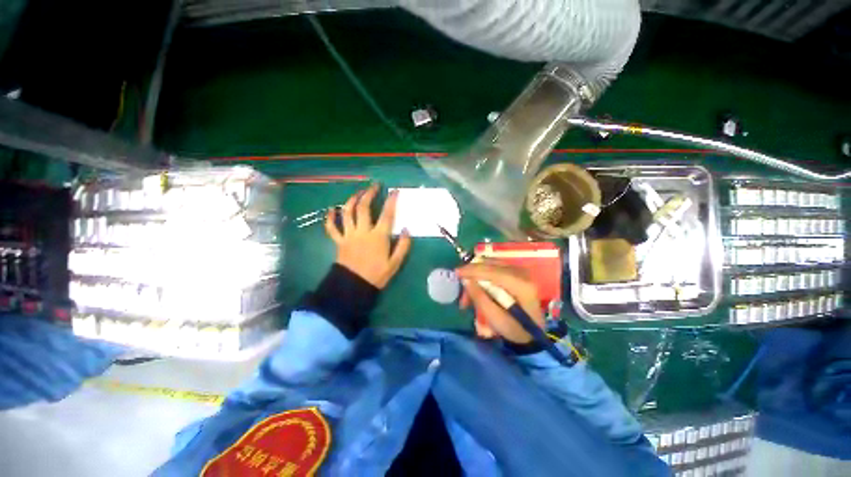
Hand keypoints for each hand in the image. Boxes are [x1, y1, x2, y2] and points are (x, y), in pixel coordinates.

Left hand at [325, 184, 410, 288]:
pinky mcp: (339, 241)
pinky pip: (332, 228)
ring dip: (352, 200)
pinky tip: (331, 210)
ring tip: (357, 193)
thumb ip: (403, 246)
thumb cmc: (377, 275)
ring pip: (347, 213)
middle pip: (364, 207)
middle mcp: (363, 231)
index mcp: (378, 236)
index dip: (391, 201)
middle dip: (369, 194)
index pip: (387, 214)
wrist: (354, 286)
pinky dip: (330, 218)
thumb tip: (406, 230)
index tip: (395, 191)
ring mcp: (349, 235)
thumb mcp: (395, 263)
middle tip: (374, 186)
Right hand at [456, 262, 544, 343]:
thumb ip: (480, 298)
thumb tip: (465, 280)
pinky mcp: (517, 272)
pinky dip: (484, 274)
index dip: (472, 270)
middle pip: (491, 264)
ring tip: (469, 291)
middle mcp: (522, 272)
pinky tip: (479, 285)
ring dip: (477, 274)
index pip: (492, 271)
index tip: (456, 273)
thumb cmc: (514, 329)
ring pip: (492, 264)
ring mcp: (521, 271)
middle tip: (462, 286)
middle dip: (473, 273)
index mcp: (520, 285)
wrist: (533, 333)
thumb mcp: (495, 318)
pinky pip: (496, 267)